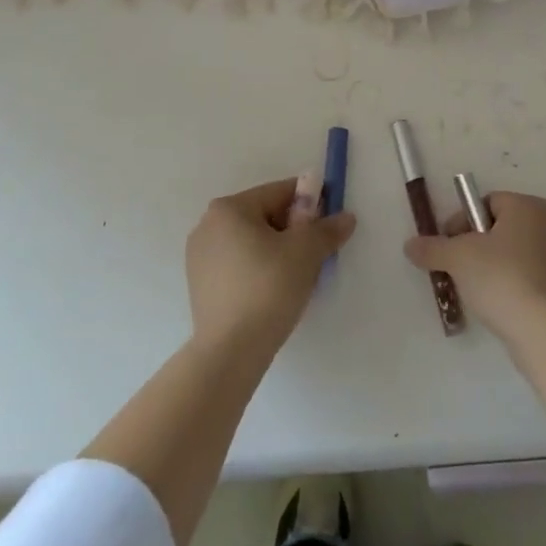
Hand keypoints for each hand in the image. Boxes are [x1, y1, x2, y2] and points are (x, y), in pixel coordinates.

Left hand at [186, 177, 355, 355]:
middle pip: (264, 216)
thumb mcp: (307, 252)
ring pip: (251, 242)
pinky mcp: (200, 286)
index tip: (328, 224)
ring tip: (296, 278)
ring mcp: (199, 257)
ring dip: (277, 251)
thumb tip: (346, 218)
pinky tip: (273, 293)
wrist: (230, 353)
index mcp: (229, 208)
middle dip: (293, 230)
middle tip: (315, 254)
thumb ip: (328, 229)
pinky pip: (238, 264)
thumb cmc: (268, 288)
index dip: (310, 204)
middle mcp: (208, 225)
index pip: (279, 193)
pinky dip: (258, 270)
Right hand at [405, 191, 545, 341]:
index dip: (461, 222)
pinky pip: (528, 274)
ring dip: (491, 265)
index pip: (485, 203)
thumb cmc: (500, 278)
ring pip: (513, 252)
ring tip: (474, 289)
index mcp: (527, 206)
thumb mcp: (457, 258)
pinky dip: (510, 282)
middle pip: (499, 227)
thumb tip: (410, 245)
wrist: (542, 330)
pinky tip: (496, 302)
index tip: (448, 246)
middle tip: (457, 267)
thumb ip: (432, 248)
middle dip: (475, 245)